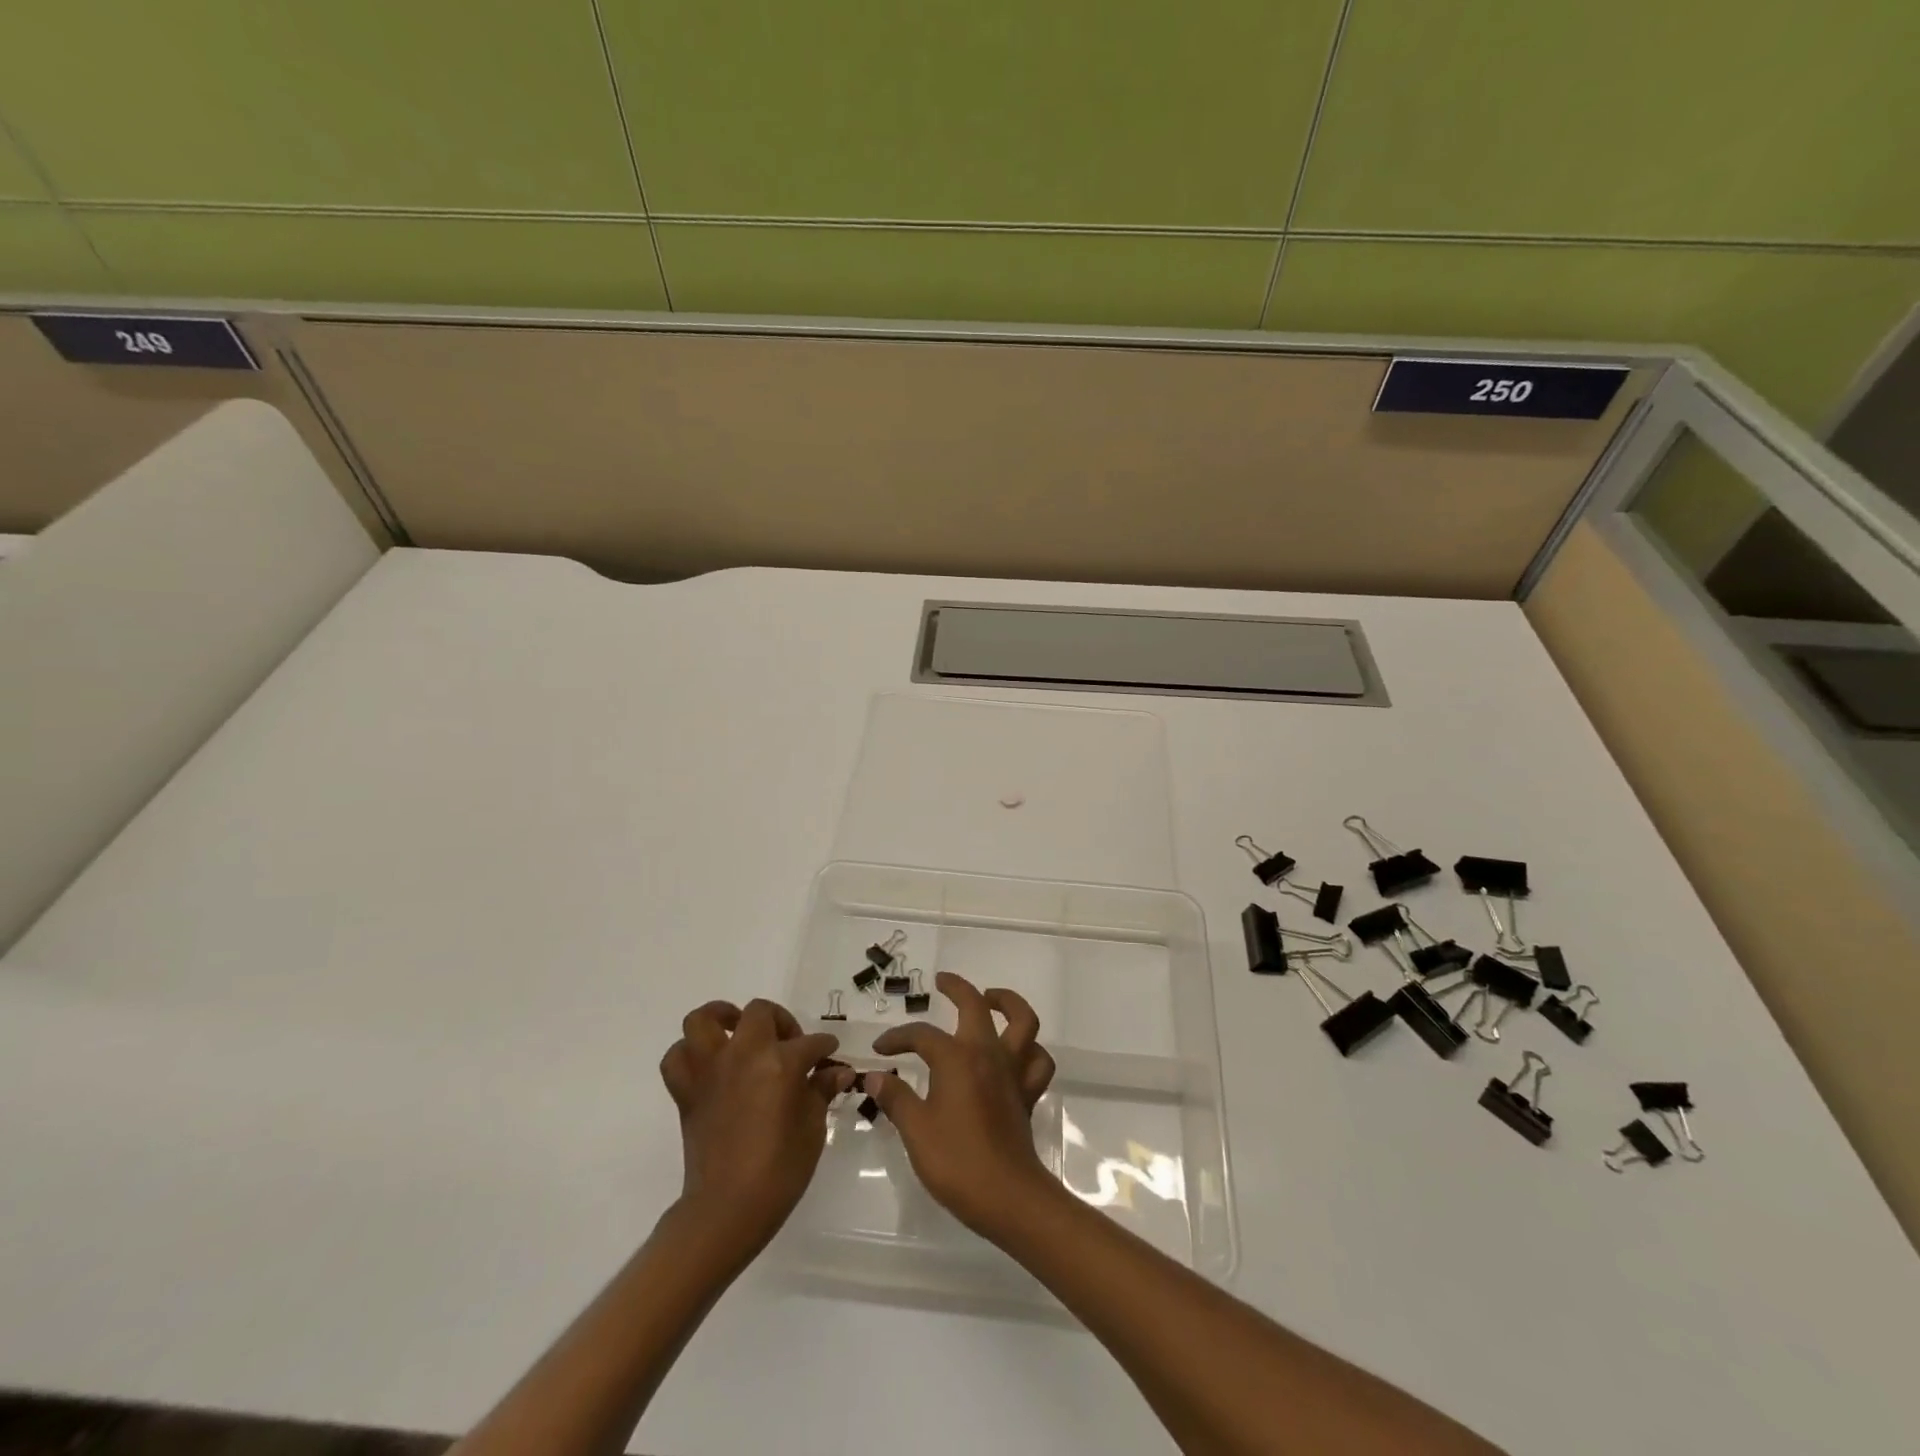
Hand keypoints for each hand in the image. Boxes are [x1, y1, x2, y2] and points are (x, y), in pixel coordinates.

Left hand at [658, 998, 852, 1253]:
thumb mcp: (813, 1129)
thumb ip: (821, 1092)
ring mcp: (710, 1070)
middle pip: (759, 1013)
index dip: (824, 1048)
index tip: (830, 1057)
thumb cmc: (779, 1171)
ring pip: (704, 1020)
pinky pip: (677, 1058)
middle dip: (779, 1022)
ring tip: (737, 1031)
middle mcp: (743, 1055)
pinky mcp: (686, 1091)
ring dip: (722, 1019)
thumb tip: (838, 1072)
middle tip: (788, 1045)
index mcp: (780, 1063)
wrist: (727, 1209)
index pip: (810, 1044)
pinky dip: (689, 1053)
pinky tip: (709, 1064)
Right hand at [866, 972, 1057, 1238]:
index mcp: (956, 1058)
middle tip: (942, 982)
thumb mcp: (915, 1130)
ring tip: (990, 999)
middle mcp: (987, 1053)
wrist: (1007, 1196)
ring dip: (1008, 1003)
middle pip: (976, 1005)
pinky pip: (1037, 1060)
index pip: (922, 1036)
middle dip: (957, 987)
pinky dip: (1030, 1050)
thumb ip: (895, 1098)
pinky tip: (1015, 1052)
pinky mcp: (1027, 1093)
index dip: (898, 1038)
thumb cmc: (956, 1161)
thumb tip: (873, 1077)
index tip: (880, 1051)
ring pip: (1023, 1021)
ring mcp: (1012, 1071)